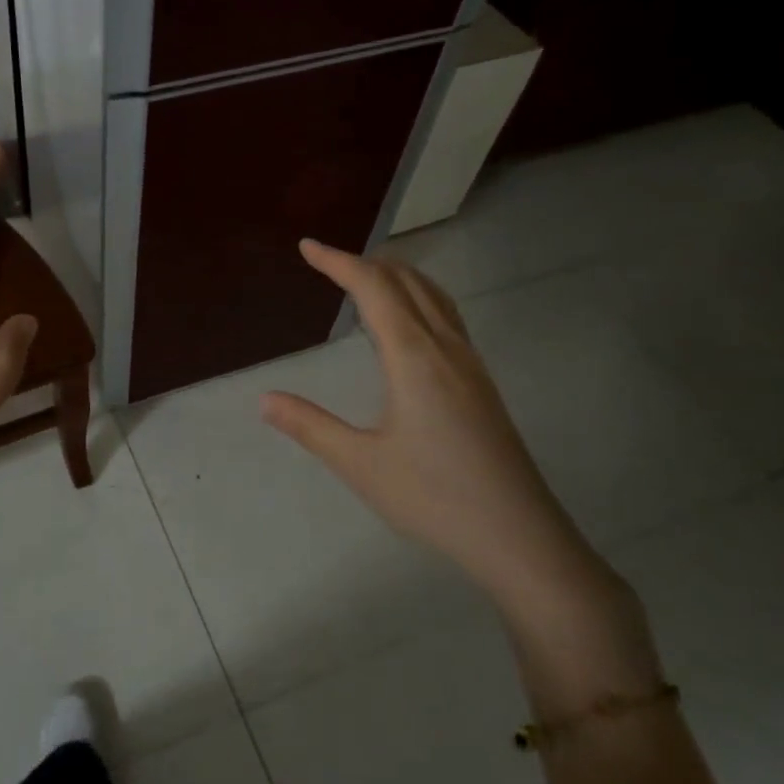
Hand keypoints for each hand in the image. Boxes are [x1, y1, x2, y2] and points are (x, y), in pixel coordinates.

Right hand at [260, 240, 604, 610]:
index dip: (338, 262)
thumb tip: (264, 398)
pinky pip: (447, 318)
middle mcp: (446, 348)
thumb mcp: (360, 465)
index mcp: (414, 357)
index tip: (307, 246)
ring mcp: (471, 365)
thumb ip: (310, 426)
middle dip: (367, 263)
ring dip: (397, 277)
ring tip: (366, 279)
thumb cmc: (434, 498)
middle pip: (408, 282)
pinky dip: (418, 299)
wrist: (519, 536)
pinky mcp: (481, 384)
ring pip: (434, 297)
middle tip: (329, 261)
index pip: (374, 289)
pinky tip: (408, 326)